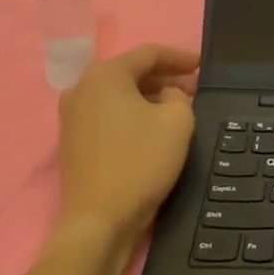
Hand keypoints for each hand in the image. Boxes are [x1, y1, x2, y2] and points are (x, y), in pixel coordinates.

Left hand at [55, 44, 198, 242]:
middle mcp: (82, 88)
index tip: (202, 66)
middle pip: (130, 72)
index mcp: (105, 75)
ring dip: (148, 96)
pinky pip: (107, 114)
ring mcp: (71, 116)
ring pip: (118, 94)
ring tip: (177, 107)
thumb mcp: (178, 121)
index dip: (179, 57)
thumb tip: (166, 95)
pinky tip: (152, 127)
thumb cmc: (141, 161)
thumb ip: (179, 96)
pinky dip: (131, 113)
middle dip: (164, 77)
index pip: (149, 53)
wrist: (99, 220)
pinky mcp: (72, 141)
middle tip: (193, 88)